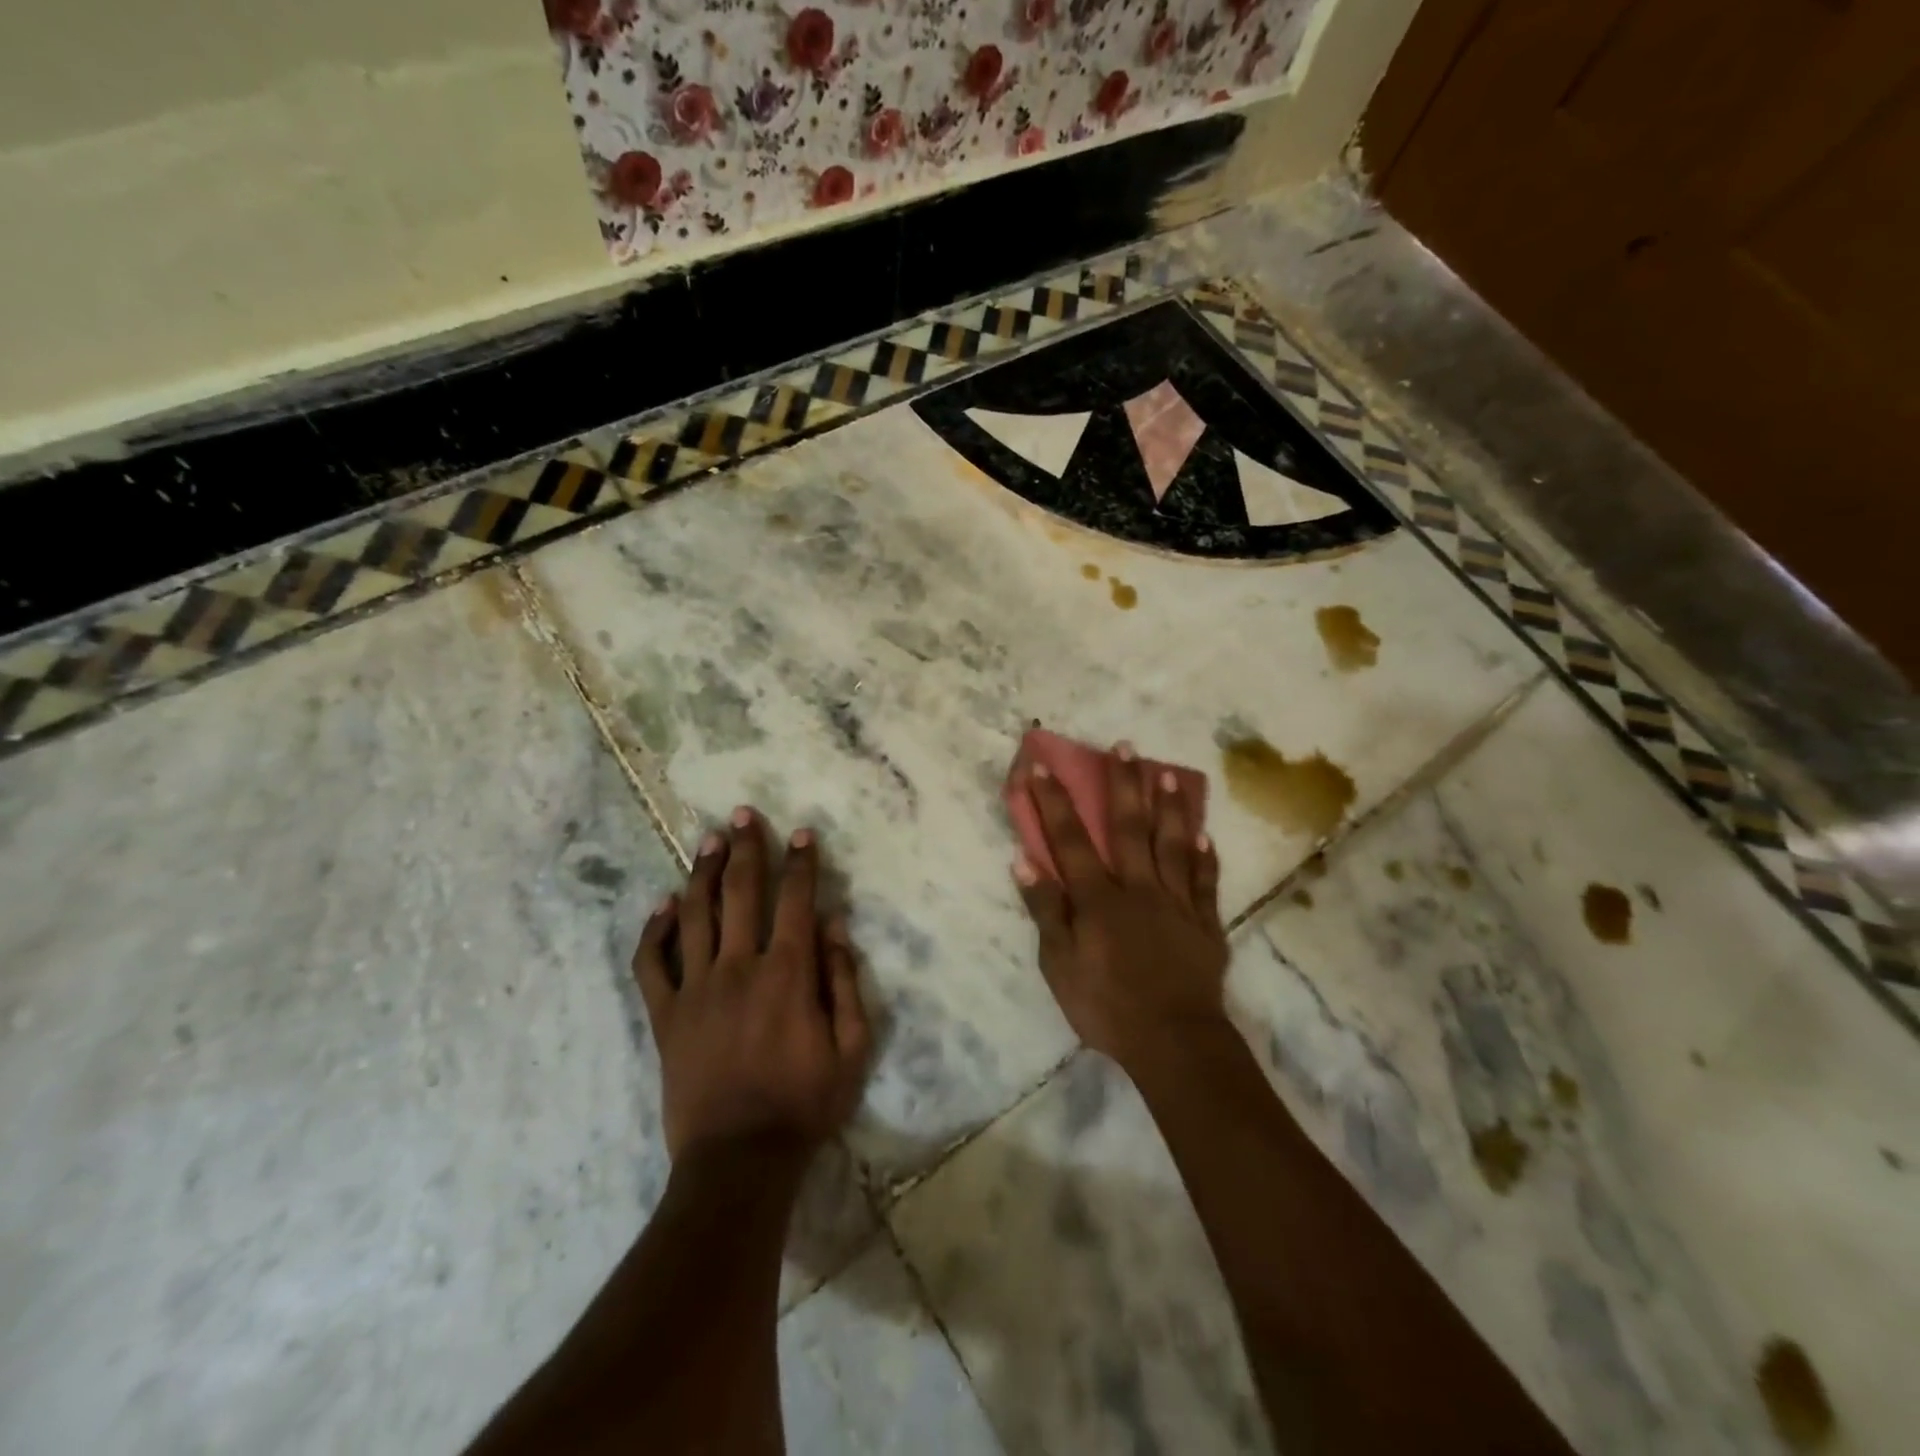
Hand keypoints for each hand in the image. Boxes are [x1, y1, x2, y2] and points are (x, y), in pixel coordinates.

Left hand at [632, 808, 872, 1161]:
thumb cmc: (804, 1104)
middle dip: (746, 847)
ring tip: (708, 840)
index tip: (802, 833)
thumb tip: (833, 925)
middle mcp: (740, 967)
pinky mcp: (666, 1016)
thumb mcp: (851, 1048)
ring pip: (695, 914)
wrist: (739, 1161)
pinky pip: (652, 964)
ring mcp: (696, 989)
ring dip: (702, 872)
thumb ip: (843, 980)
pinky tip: (664, 905)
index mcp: (788, 973)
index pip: (796, 900)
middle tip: (743, 814)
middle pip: (741, 892)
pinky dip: (655, 930)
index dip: (801, 862)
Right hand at [1014, 746, 1229, 1071]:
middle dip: (1124, 784)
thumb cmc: (1106, 1006)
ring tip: (1168, 774)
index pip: (1071, 840)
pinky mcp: (1205, 923)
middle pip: (1129, 828)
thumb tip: (1024, 860)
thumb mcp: (1059, 965)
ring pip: (1173, 844)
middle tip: (1125, 746)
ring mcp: (1177, 902)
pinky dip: (1206, 858)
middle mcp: (1139, 888)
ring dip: (1170, 807)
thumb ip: (1045, 910)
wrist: (1174, 1041)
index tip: (1043, 768)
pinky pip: (1206, 882)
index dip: (1054, 803)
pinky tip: (1206, 837)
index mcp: (1099, 899)